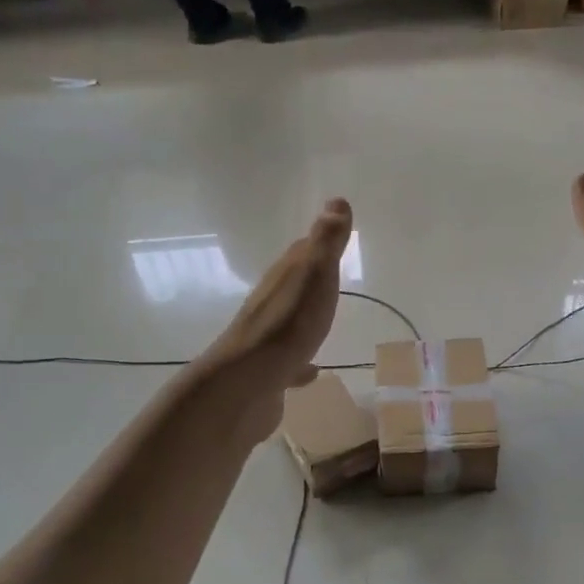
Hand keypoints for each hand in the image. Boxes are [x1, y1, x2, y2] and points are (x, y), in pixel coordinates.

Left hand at [201, 199, 352, 443]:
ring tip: (322, 322)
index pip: (300, 253)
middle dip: (309, 280)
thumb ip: (326, 242)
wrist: (246, 383)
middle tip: (329, 278)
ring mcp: (267, 340)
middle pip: (292, 286)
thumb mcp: (313, 275)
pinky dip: (300, 364)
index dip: (317, 245)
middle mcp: (271, 304)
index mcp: (283, 277)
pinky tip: (311, 372)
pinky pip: (289, 362)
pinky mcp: (268, 373)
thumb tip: (337, 200)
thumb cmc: (286, 325)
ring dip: (303, 320)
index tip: (332, 238)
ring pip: (289, 323)